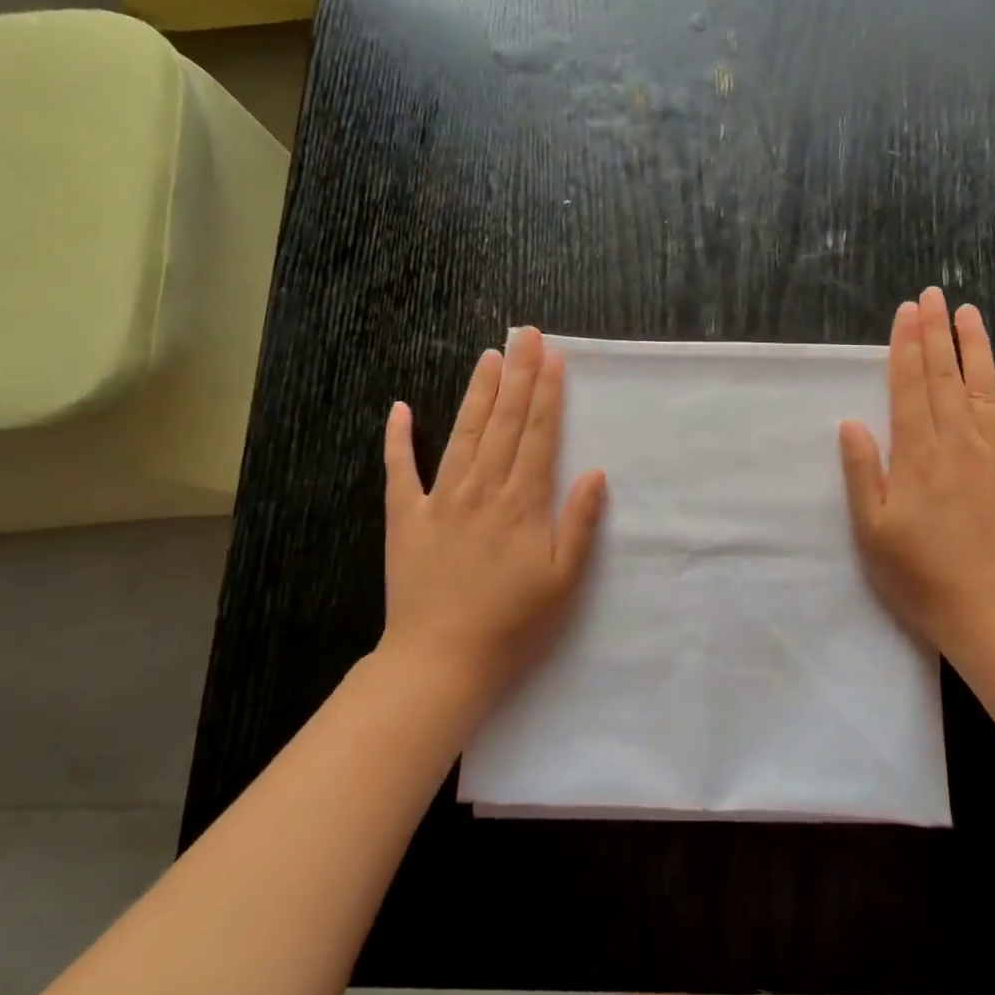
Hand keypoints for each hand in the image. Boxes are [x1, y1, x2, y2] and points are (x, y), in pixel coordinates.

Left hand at [377, 327, 607, 709]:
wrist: (440, 660)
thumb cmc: (512, 624)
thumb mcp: (563, 581)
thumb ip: (579, 524)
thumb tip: (595, 472)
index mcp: (522, 503)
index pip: (539, 434)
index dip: (547, 392)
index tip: (553, 356)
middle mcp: (482, 489)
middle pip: (504, 422)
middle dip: (518, 375)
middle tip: (525, 334)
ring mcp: (439, 500)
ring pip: (463, 434)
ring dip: (477, 393)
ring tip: (489, 356)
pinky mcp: (405, 518)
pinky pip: (399, 471)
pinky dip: (398, 439)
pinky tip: (400, 408)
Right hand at [839, 287, 994, 673]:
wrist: (993, 617)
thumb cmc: (921, 578)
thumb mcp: (871, 531)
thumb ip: (861, 472)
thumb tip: (851, 422)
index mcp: (918, 455)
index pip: (910, 387)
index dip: (906, 346)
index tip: (907, 311)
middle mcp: (961, 443)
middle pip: (946, 377)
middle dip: (937, 333)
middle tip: (933, 294)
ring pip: (990, 390)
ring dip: (980, 349)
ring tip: (971, 313)